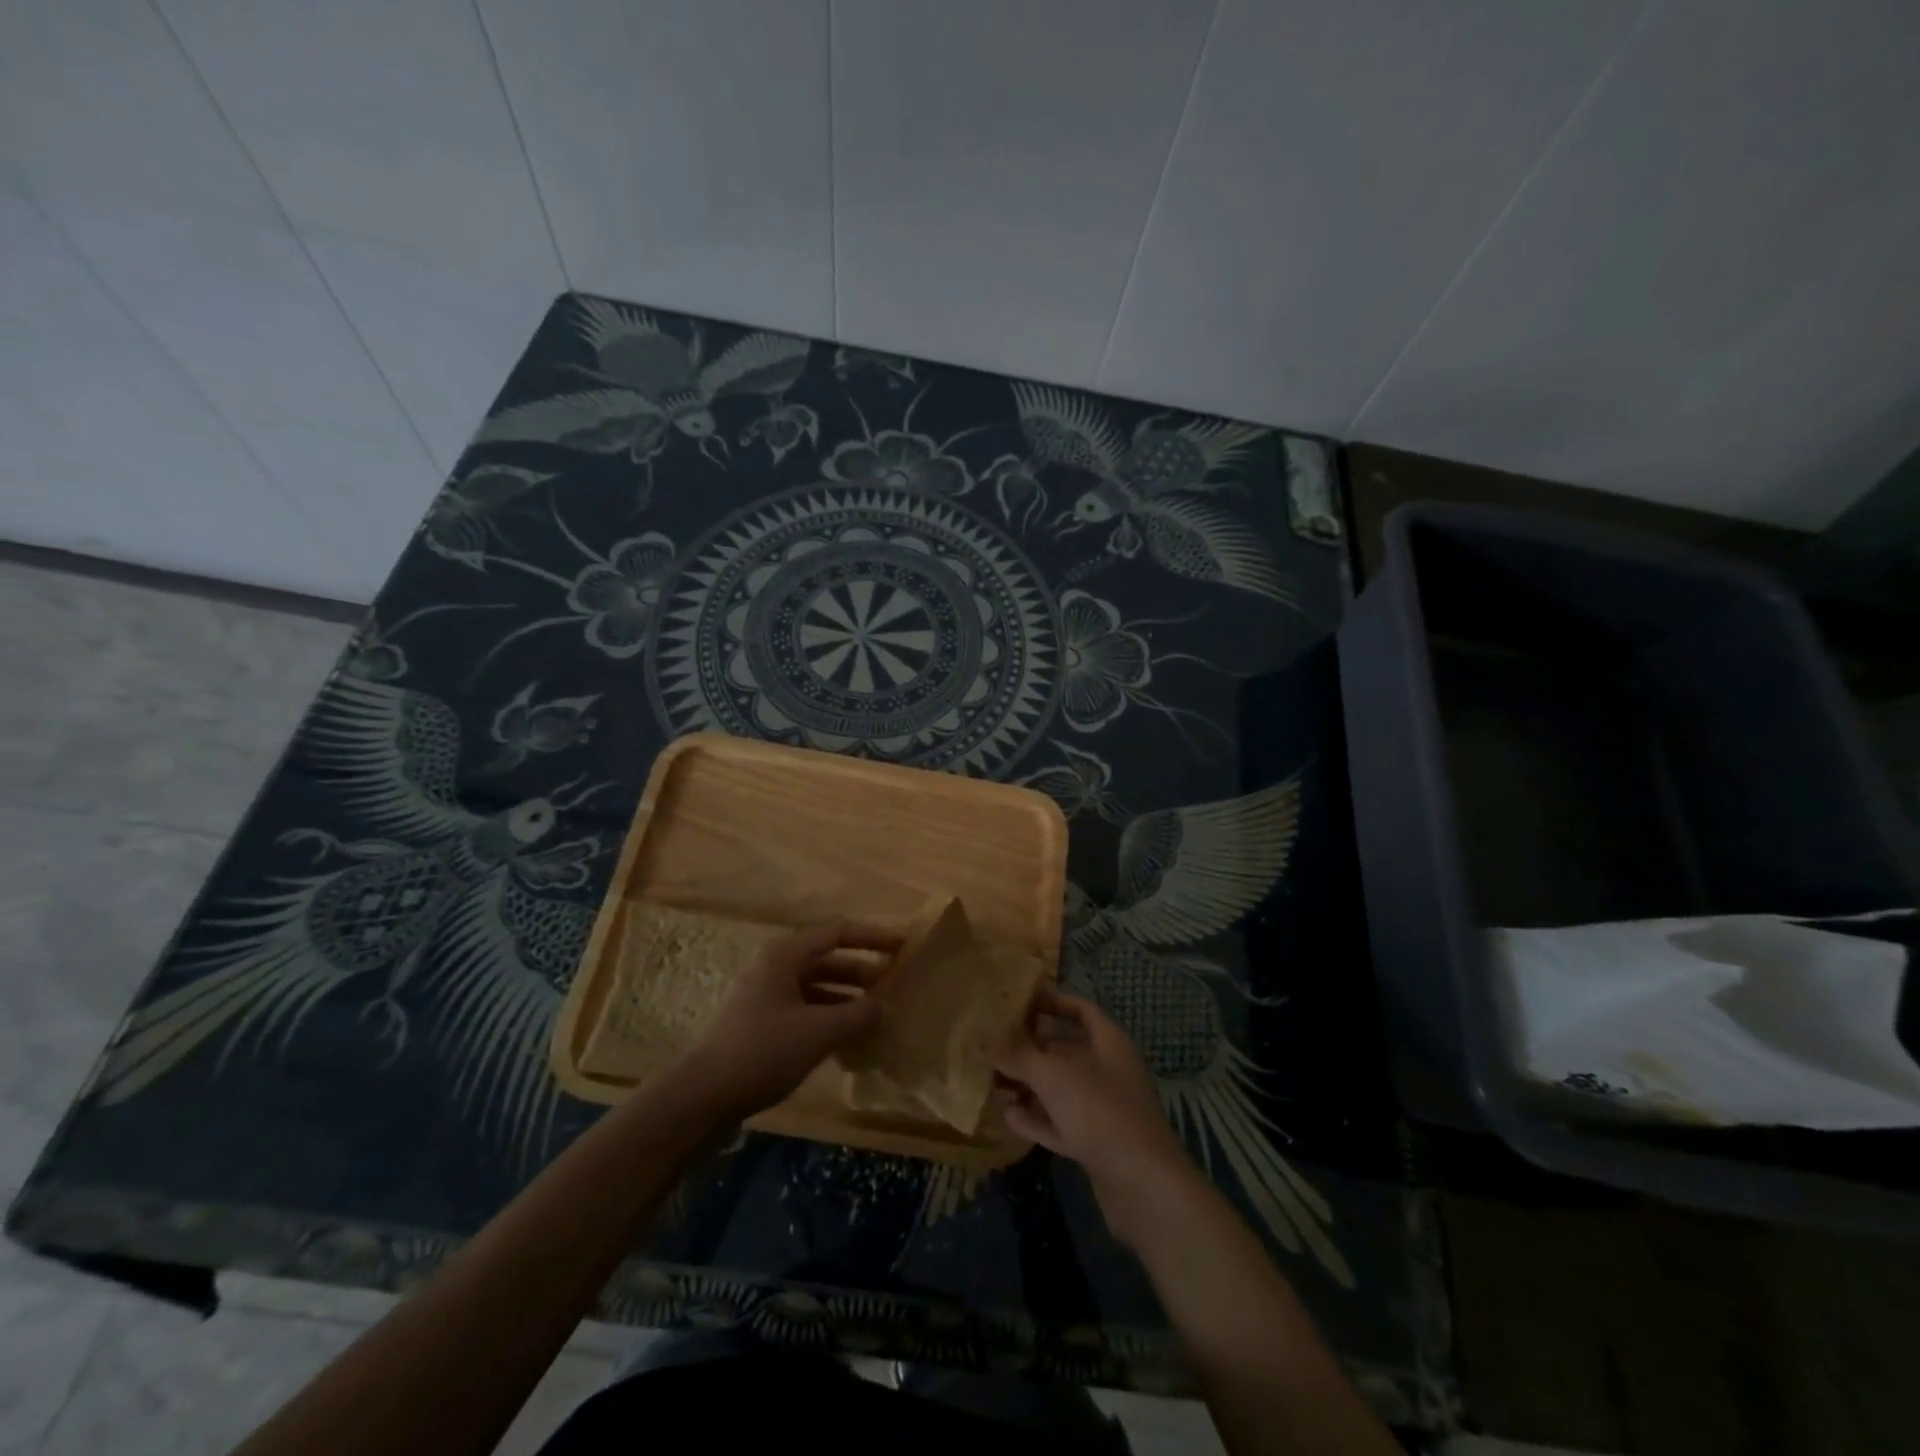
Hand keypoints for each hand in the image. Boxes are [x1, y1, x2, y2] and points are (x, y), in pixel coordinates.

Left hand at [672, 921, 900, 1121]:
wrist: (702, 1096)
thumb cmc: (762, 1051)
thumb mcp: (819, 1031)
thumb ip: (858, 1014)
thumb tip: (884, 1005)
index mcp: (785, 955)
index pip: (837, 933)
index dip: (872, 938)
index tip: (903, 947)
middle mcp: (775, 967)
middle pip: (827, 958)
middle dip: (862, 970)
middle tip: (894, 984)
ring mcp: (766, 995)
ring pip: (817, 986)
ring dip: (848, 996)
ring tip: (877, 1014)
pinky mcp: (762, 1022)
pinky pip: (805, 1008)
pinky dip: (830, 1016)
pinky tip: (849, 1038)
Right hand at [996, 990, 1196, 1246]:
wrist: (1142, 1184)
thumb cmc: (1100, 1111)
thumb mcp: (1054, 1075)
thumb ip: (1021, 1056)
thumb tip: (991, 1042)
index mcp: (1108, 1043)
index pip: (1080, 1010)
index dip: (1052, 1002)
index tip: (1020, 1003)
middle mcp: (1107, 1070)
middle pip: (1065, 1051)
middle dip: (1030, 1050)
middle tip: (993, 1048)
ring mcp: (1103, 1109)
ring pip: (1059, 1089)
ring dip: (1029, 1086)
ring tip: (994, 1082)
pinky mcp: (1095, 1143)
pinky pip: (1060, 1122)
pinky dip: (1037, 1118)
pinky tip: (1008, 1117)